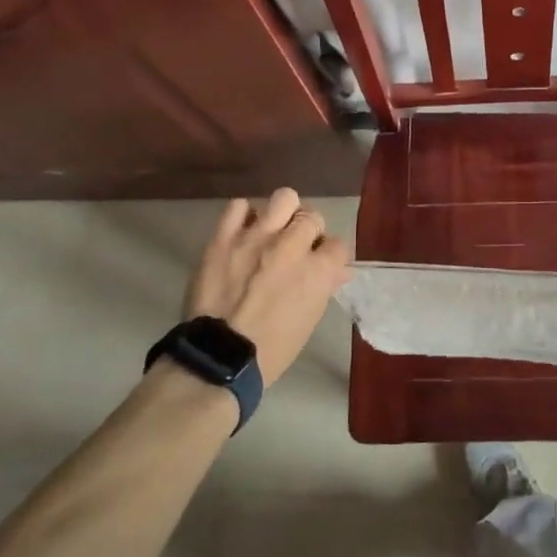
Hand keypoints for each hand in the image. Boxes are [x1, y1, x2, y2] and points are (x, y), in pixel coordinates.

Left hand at [185, 188, 350, 384]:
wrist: (219, 357)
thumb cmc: (272, 348)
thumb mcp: (310, 319)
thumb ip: (324, 286)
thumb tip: (337, 271)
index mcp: (318, 270)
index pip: (337, 245)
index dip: (329, 255)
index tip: (319, 265)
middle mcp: (292, 246)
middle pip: (312, 217)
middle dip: (308, 232)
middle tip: (296, 248)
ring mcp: (257, 237)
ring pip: (284, 198)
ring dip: (283, 214)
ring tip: (273, 231)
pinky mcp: (225, 237)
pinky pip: (239, 207)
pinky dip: (244, 216)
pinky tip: (243, 232)